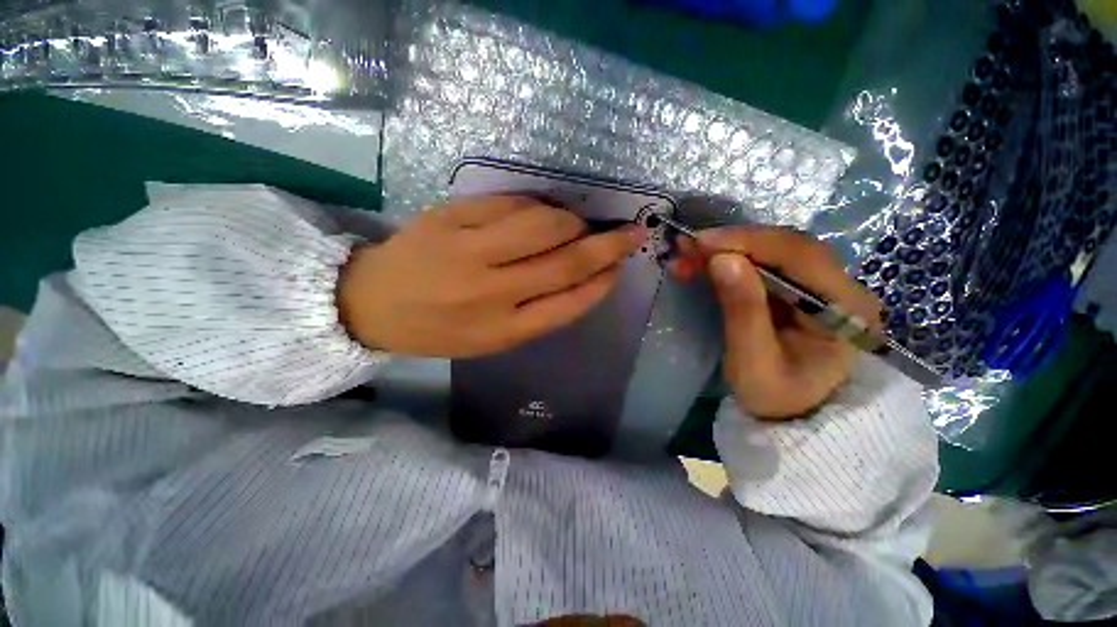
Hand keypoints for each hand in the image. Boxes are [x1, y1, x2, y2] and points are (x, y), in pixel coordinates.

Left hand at [339, 196, 646, 357]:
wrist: (372, 304)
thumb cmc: (440, 329)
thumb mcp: (492, 339)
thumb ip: (539, 313)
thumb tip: (583, 276)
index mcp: (503, 330)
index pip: (570, 302)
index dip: (602, 281)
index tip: (620, 266)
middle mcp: (491, 292)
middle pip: (565, 261)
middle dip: (607, 245)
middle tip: (627, 232)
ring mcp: (469, 251)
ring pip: (543, 225)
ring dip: (572, 221)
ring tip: (576, 224)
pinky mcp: (450, 218)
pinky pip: (510, 203)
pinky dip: (537, 205)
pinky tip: (541, 211)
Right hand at [671, 227, 881, 419]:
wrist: (795, 415)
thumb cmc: (778, 398)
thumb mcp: (754, 363)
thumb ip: (743, 312)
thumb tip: (723, 260)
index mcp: (844, 307)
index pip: (800, 255)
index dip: (749, 242)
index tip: (701, 242)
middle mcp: (840, 286)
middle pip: (785, 246)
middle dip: (732, 243)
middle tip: (687, 247)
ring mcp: (820, 285)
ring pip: (771, 251)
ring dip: (726, 250)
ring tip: (687, 255)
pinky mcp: (797, 289)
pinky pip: (762, 265)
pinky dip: (728, 261)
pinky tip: (702, 264)